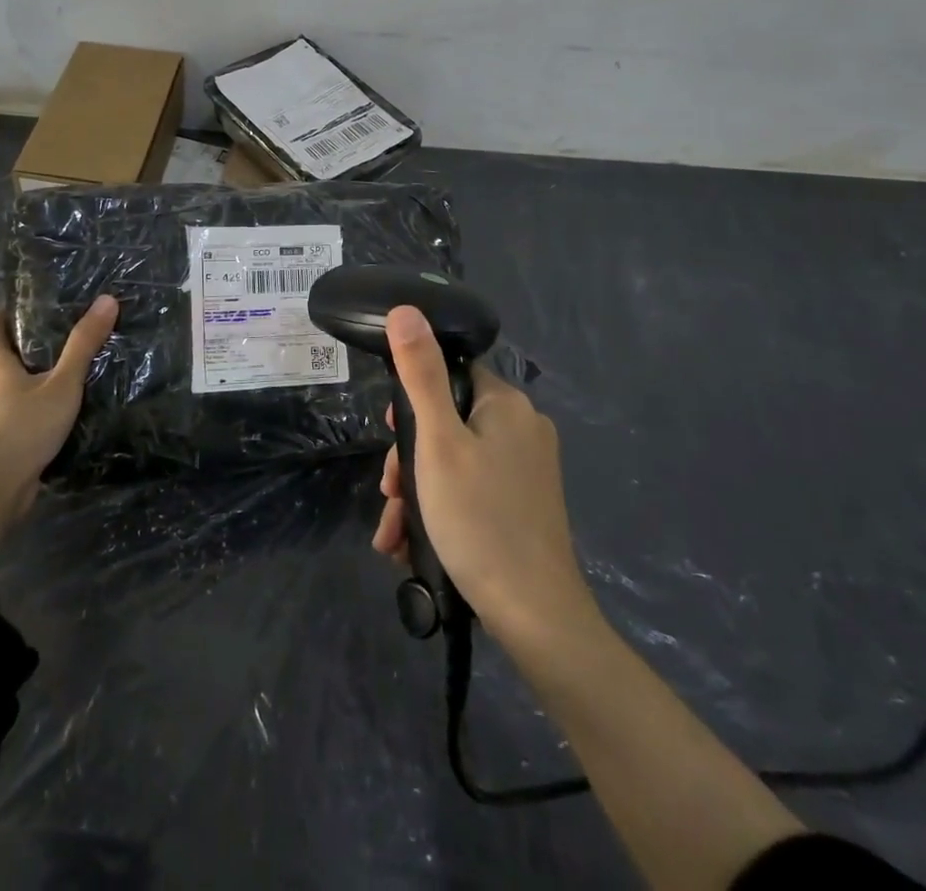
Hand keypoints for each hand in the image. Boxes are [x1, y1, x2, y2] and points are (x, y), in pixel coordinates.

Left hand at [0, 296, 117, 556]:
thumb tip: (107, 299)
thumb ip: (84, 345)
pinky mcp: (6, 445)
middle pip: (3, 361)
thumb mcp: (62, 383)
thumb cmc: (25, 427)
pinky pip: (23, 417)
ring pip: (14, 391)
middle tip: (57, 333)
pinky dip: (39, 409)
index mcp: (0, 369)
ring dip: (34, 380)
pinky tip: (63, 412)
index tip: (18, 304)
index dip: (1, 316)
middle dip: (25, 346)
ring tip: (67, 371)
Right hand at [371, 305, 594, 648]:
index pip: (451, 373)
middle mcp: (523, 428)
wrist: (535, 616)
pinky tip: (412, 544)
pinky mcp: (525, 504)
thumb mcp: (437, 442)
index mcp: (507, 404)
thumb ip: (420, 374)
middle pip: (449, 421)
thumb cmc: (480, 519)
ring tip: (393, 531)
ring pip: (456, 460)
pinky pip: (473, 489)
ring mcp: (528, 469)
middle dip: (410, 457)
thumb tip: (405, 309)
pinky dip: (441, 508)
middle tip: (390, 493)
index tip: (391, 432)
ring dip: (418, 490)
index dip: (413, 398)